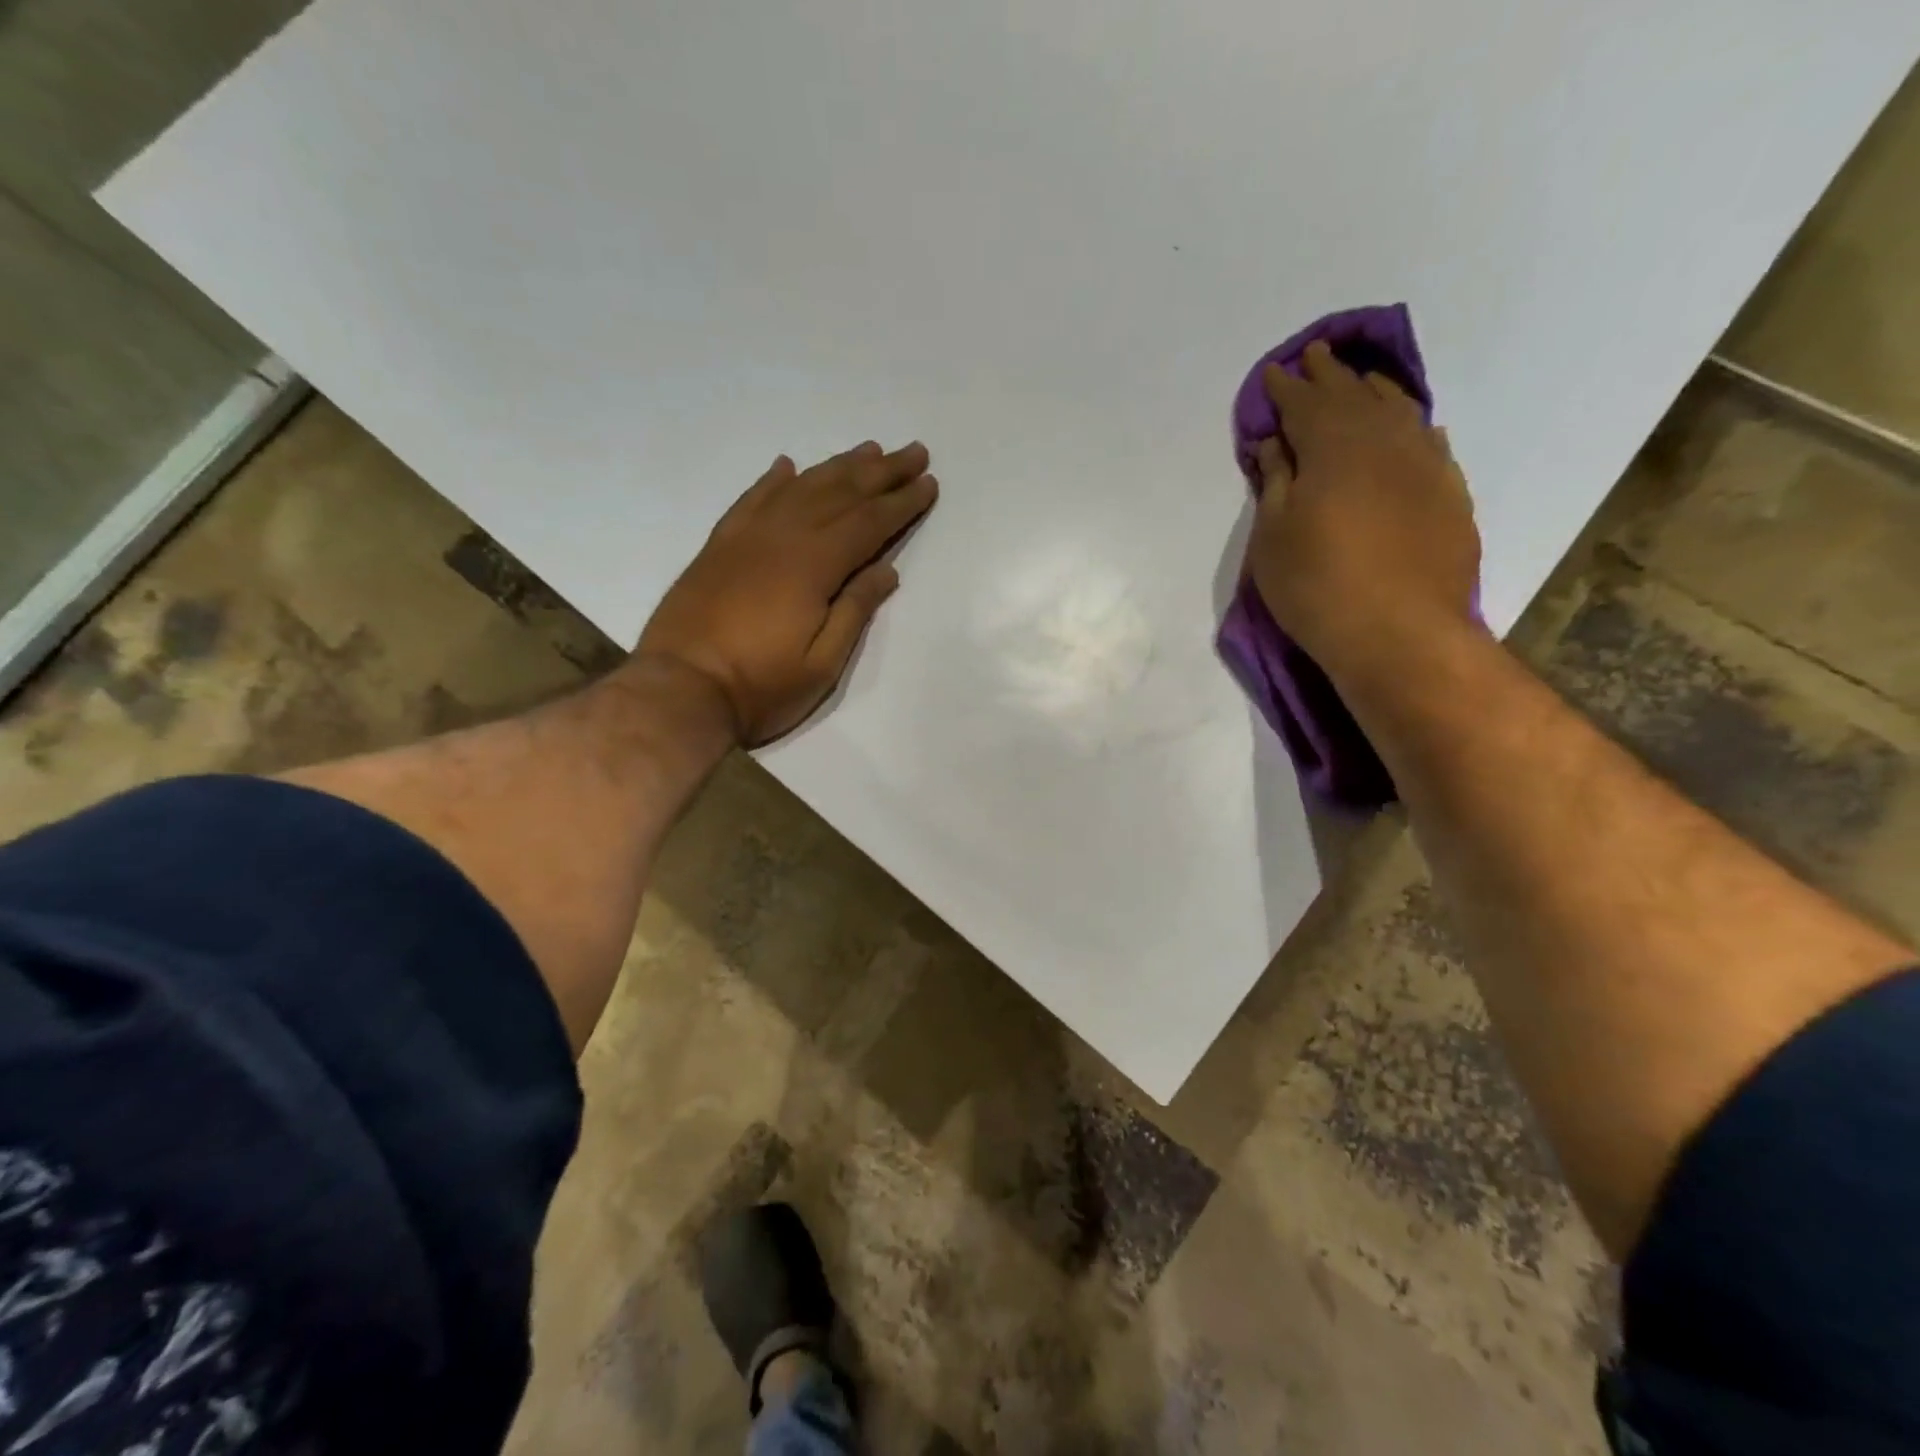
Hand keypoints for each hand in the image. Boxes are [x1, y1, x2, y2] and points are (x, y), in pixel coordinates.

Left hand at [637, 441, 937, 745]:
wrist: (679, 690)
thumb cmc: (760, 686)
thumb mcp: (822, 664)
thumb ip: (855, 610)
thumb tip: (887, 569)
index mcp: (813, 566)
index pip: (868, 523)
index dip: (901, 503)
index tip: (929, 483)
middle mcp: (781, 537)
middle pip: (839, 493)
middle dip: (881, 472)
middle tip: (913, 451)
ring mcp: (746, 538)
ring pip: (799, 487)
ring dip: (837, 466)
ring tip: (868, 449)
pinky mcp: (718, 546)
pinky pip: (751, 499)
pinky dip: (774, 480)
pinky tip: (788, 466)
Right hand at [1247, 341, 1480, 680]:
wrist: (1399, 632)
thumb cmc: (1317, 586)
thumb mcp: (1273, 537)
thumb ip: (1275, 482)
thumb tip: (1275, 442)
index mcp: (1333, 446)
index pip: (1305, 403)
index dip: (1286, 388)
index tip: (1274, 373)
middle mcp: (1383, 440)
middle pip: (1353, 395)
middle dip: (1329, 374)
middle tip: (1315, 355)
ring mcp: (1424, 463)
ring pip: (1397, 409)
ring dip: (1373, 390)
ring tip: (1359, 380)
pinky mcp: (1449, 492)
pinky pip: (1428, 439)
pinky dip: (1411, 423)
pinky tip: (1409, 424)